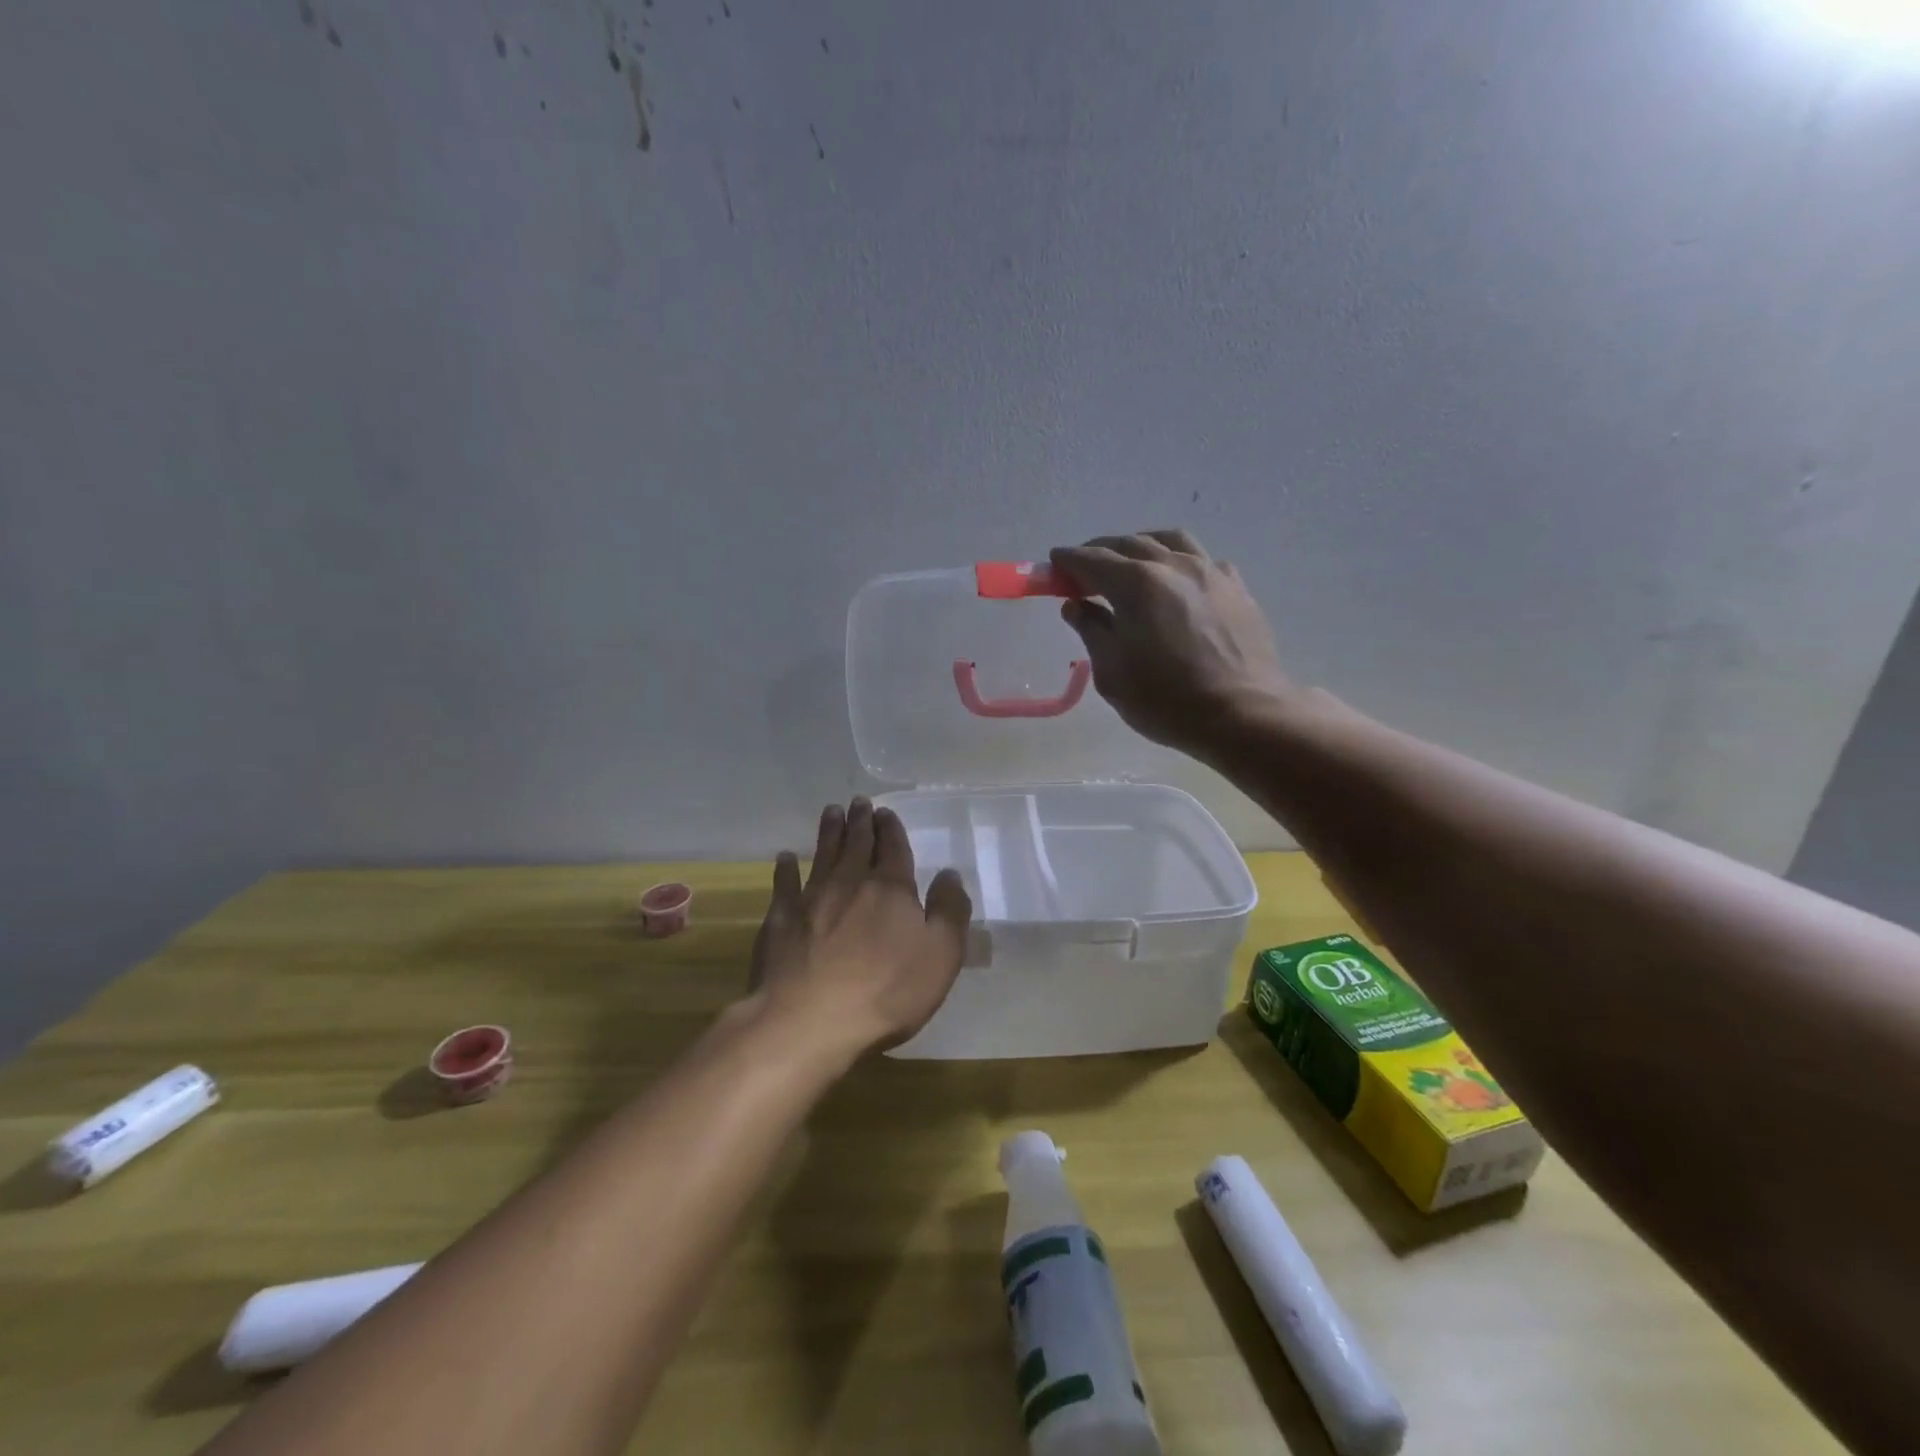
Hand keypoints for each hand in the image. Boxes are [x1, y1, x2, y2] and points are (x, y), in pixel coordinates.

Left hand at [747, 797, 972, 1063]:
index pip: (893, 849)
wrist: (808, 1021)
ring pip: (822, 855)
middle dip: (860, 821)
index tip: (885, 812)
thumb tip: (950, 874)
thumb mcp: (940, 956)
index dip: (891, 829)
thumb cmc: (885, 992)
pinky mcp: (779, 920)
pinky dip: (785, 869)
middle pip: (856, 844)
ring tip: (831, 812)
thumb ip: (949, 912)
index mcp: (891, 889)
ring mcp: (811, 899)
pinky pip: (783, 885)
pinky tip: (785, 858)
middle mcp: (850, 883)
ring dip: (828, 833)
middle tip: (858, 802)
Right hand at [1051, 529, 1296, 759]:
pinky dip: (1179, 561)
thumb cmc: (1167, 700)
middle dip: (1100, 552)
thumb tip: (1076, 605)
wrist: (1243, 714)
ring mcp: (1210, 572)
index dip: (1069, 560)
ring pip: (1170, 540)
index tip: (1054, 563)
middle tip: (1084, 569)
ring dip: (1142, 545)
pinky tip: (1176, 581)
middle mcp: (1173, 565)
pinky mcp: (1236, 587)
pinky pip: (1202, 560)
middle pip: (1129, 544)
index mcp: (1137, 584)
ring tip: (1131, 561)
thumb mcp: (1112, 673)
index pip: (1093, 560)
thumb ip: (1091, 631)